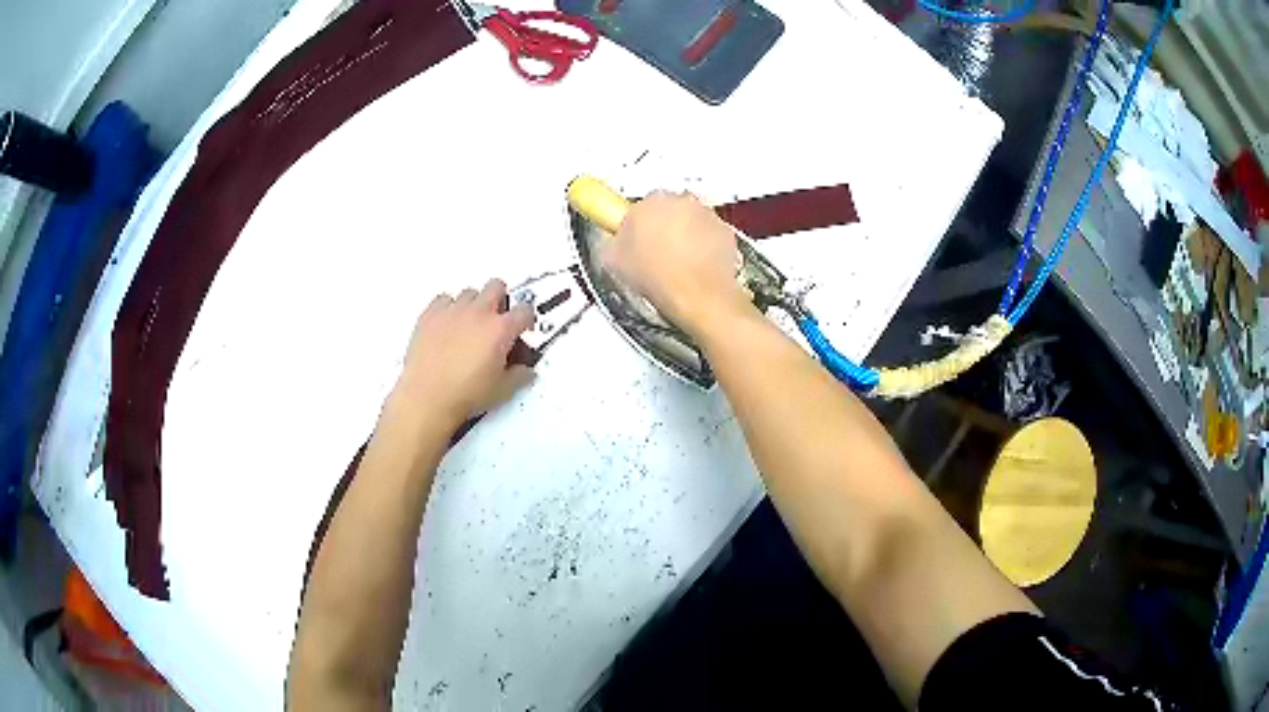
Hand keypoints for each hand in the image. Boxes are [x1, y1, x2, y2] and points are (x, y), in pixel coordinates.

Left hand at [391, 279, 535, 429]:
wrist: (427, 398)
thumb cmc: (463, 394)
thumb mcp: (503, 390)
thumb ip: (519, 375)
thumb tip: (524, 371)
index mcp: (500, 329)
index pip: (524, 311)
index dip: (526, 319)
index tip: (523, 327)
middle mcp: (478, 313)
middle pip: (496, 286)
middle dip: (500, 299)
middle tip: (496, 318)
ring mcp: (452, 311)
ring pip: (469, 292)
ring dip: (473, 304)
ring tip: (470, 324)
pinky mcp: (430, 315)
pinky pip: (443, 300)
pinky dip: (448, 308)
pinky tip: (448, 323)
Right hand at [601, 191, 752, 335]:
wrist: (698, 296)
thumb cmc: (659, 277)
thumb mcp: (615, 261)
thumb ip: (615, 241)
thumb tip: (615, 241)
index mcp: (650, 202)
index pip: (641, 203)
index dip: (639, 221)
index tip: (636, 233)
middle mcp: (681, 201)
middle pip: (669, 208)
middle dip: (663, 225)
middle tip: (655, 251)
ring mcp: (706, 215)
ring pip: (692, 219)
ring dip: (685, 234)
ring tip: (677, 263)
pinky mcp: (725, 231)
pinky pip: (711, 234)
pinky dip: (705, 245)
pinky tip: (696, 266)